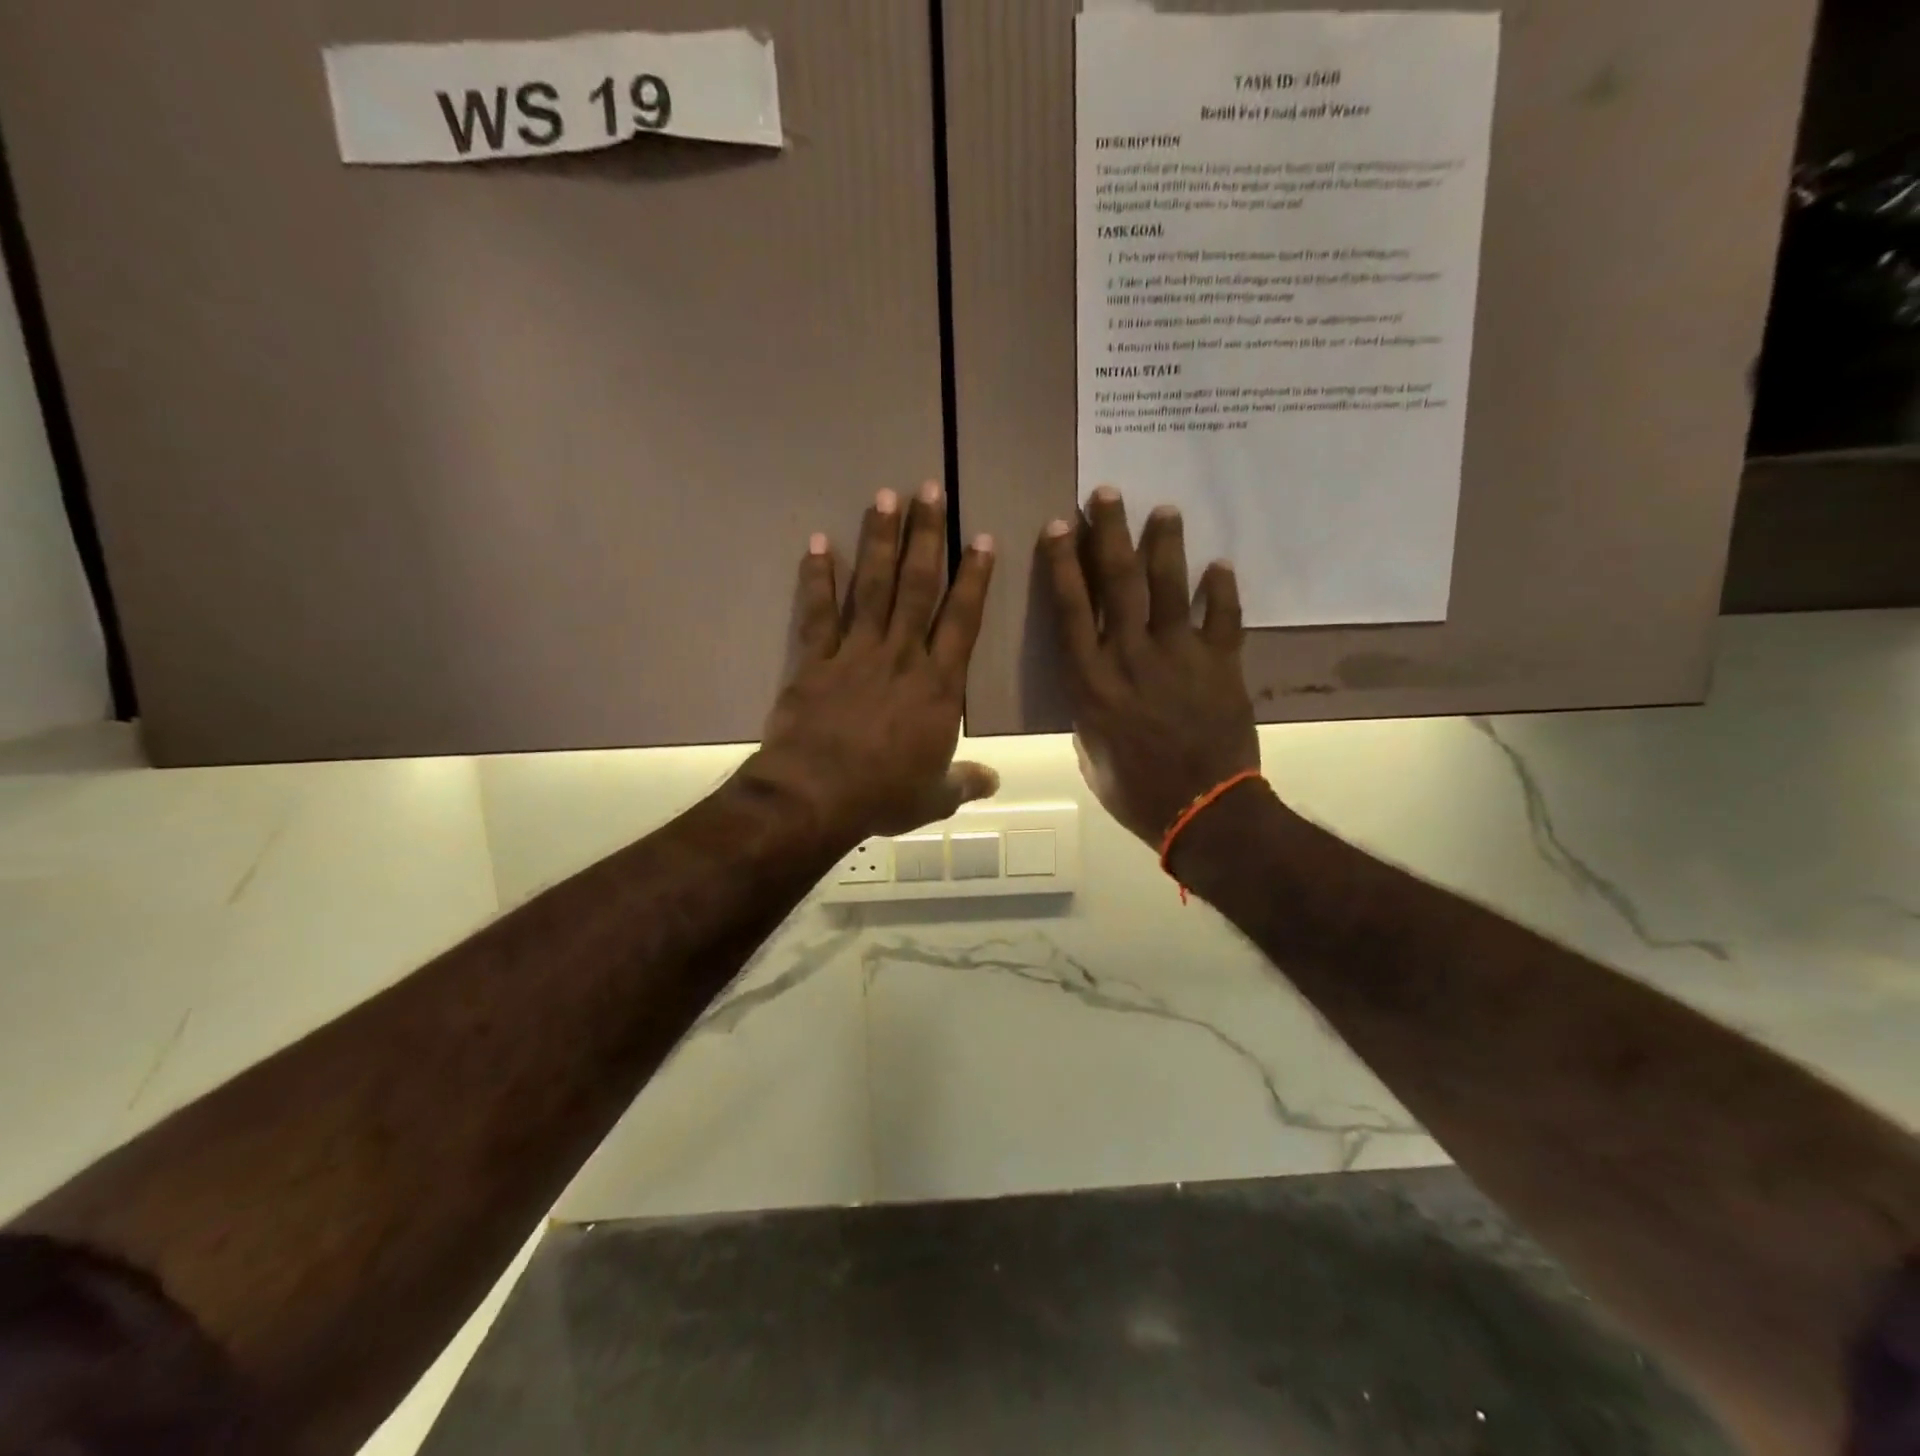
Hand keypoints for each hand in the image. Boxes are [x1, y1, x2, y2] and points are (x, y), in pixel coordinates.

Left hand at [746, 483, 998, 846]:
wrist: (817, 795)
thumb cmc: (884, 795)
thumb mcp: (934, 796)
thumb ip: (965, 782)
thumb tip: (994, 782)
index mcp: (939, 687)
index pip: (963, 620)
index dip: (974, 578)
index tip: (981, 539)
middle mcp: (902, 656)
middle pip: (918, 587)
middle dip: (926, 536)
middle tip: (929, 490)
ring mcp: (856, 653)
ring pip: (873, 587)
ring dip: (880, 541)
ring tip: (885, 496)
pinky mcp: (816, 661)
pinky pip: (818, 612)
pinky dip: (819, 577)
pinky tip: (820, 542)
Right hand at [1039, 487, 1259, 849]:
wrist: (1202, 811)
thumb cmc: (1135, 792)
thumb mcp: (1091, 753)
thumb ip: (1089, 711)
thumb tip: (1096, 686)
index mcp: (1091, 682)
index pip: (1071, 609)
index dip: (1064, 564)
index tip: (1060, 525)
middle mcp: (1130, 657)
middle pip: (1118, 583)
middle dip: (1110, 533)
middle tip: (1107, 493)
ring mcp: (1179, 657)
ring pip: (1168, 588)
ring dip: (1164, 545)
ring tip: (1164, 509)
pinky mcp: (1221, 665)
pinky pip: (1223, 618)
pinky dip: (1221, 590)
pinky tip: (1219, 564)